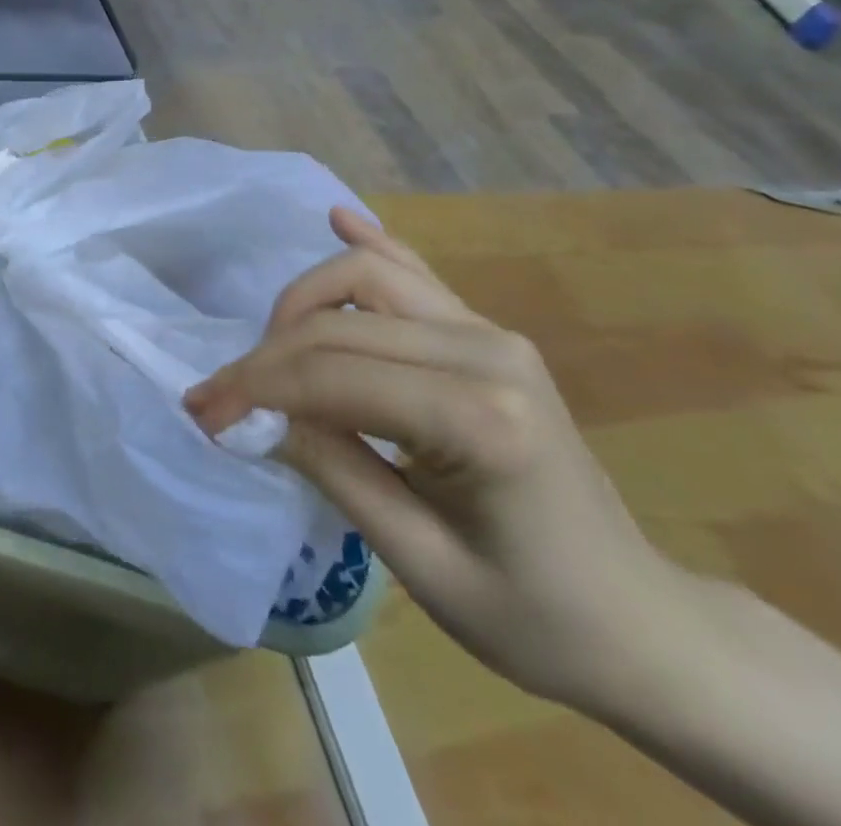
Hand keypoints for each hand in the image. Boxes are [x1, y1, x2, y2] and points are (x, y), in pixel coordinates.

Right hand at [186, 209, 688, 710]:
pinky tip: (336, 220)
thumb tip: (249, 417)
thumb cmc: (533, 616)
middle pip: (339, 320)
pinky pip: (413, 273)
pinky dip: (368, 244)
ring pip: (367, 275)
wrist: (638, 621)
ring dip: (301, 304)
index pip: (331, 375)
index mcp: (480, 418)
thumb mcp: (419, 562)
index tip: (202, 415)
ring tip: (267, 355)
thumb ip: (330, 469)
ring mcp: (491, 331)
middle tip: (217, 400)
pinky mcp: (487, 331)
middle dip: (264, 355)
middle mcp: (487, 350)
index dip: (254, 389)